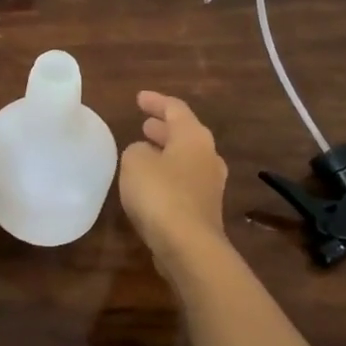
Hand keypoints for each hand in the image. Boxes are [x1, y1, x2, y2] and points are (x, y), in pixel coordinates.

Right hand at [119, 91, 228, 264]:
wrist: (189, 246)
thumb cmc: (161, 194)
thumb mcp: (135, 162)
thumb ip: (137, 150)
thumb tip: (145, 154)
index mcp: (194, 137)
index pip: (175, 109)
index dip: (155, 101)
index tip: (139, 98)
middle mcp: (208, 156)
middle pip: (185, 134)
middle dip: (163, 128)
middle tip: (145, 124)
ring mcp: (210, 185)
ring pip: (185, 158)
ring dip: (166, 152)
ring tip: (145, 151)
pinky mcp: (204, 209)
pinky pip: (184, 181)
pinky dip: (168, 175)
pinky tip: (151, 183)